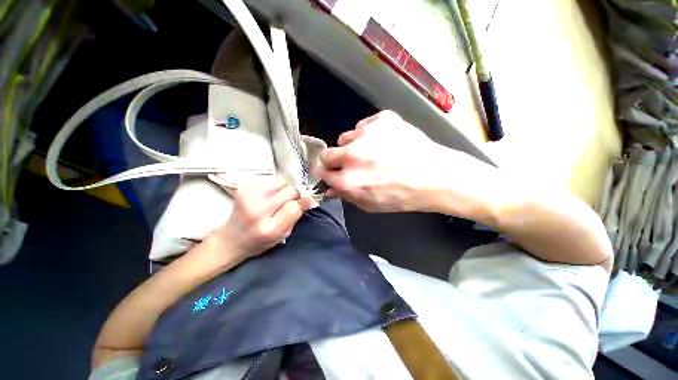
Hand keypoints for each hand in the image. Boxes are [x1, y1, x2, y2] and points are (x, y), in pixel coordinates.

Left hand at [208, 177, 313, 261]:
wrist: (231, 239)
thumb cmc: (260, 241)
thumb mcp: (282, 235)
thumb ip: (295, 217)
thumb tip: (308, 200)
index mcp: (269, 228)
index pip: (294, 206)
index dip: (304, 202)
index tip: (307, 202)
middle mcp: (258, 211)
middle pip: (290, 190)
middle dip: (296, 194)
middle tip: (292, 200)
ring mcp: (248, 197)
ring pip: (281, 181)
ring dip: (285, 188)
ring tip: (280, 197)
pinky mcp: (243, 188)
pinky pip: (270, 180)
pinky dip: (274, 186)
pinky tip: (269, 195)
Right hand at [315, 111, 446, 211]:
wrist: (435, 176)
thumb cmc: (402, 196)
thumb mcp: (371, 204)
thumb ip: (346, 196)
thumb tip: (330, 189)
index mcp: (347, 180)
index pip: (322, 172)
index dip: (329, 173)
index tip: (334, 173)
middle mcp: (351, 156)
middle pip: (326, 153)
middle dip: (334, 160)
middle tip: (348, 162)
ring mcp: (366, 135)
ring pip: (345, 137)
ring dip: (352, 145)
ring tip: (371, 151)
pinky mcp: (381, 120)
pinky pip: (364, 125)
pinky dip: (369, 134)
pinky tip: (383, 141)